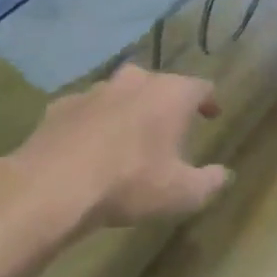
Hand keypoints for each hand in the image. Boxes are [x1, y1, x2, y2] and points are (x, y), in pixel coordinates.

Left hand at [0, 65, 229, 231]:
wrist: (53, 186)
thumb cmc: (130, 184)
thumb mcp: (183, 194)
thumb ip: (210, 182)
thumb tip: (224, 174)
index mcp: (170, 95)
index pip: (200, 87)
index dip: (209, 101)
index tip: (212, 115)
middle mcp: (133, 82)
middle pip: (158, 84)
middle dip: (166, 103)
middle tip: (170, 128)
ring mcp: (92, 91)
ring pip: (119, 94)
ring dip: (128, 111)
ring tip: (129, 139)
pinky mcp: (59, 106)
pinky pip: (86, 111)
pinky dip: (94, 124)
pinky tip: (90, 148)